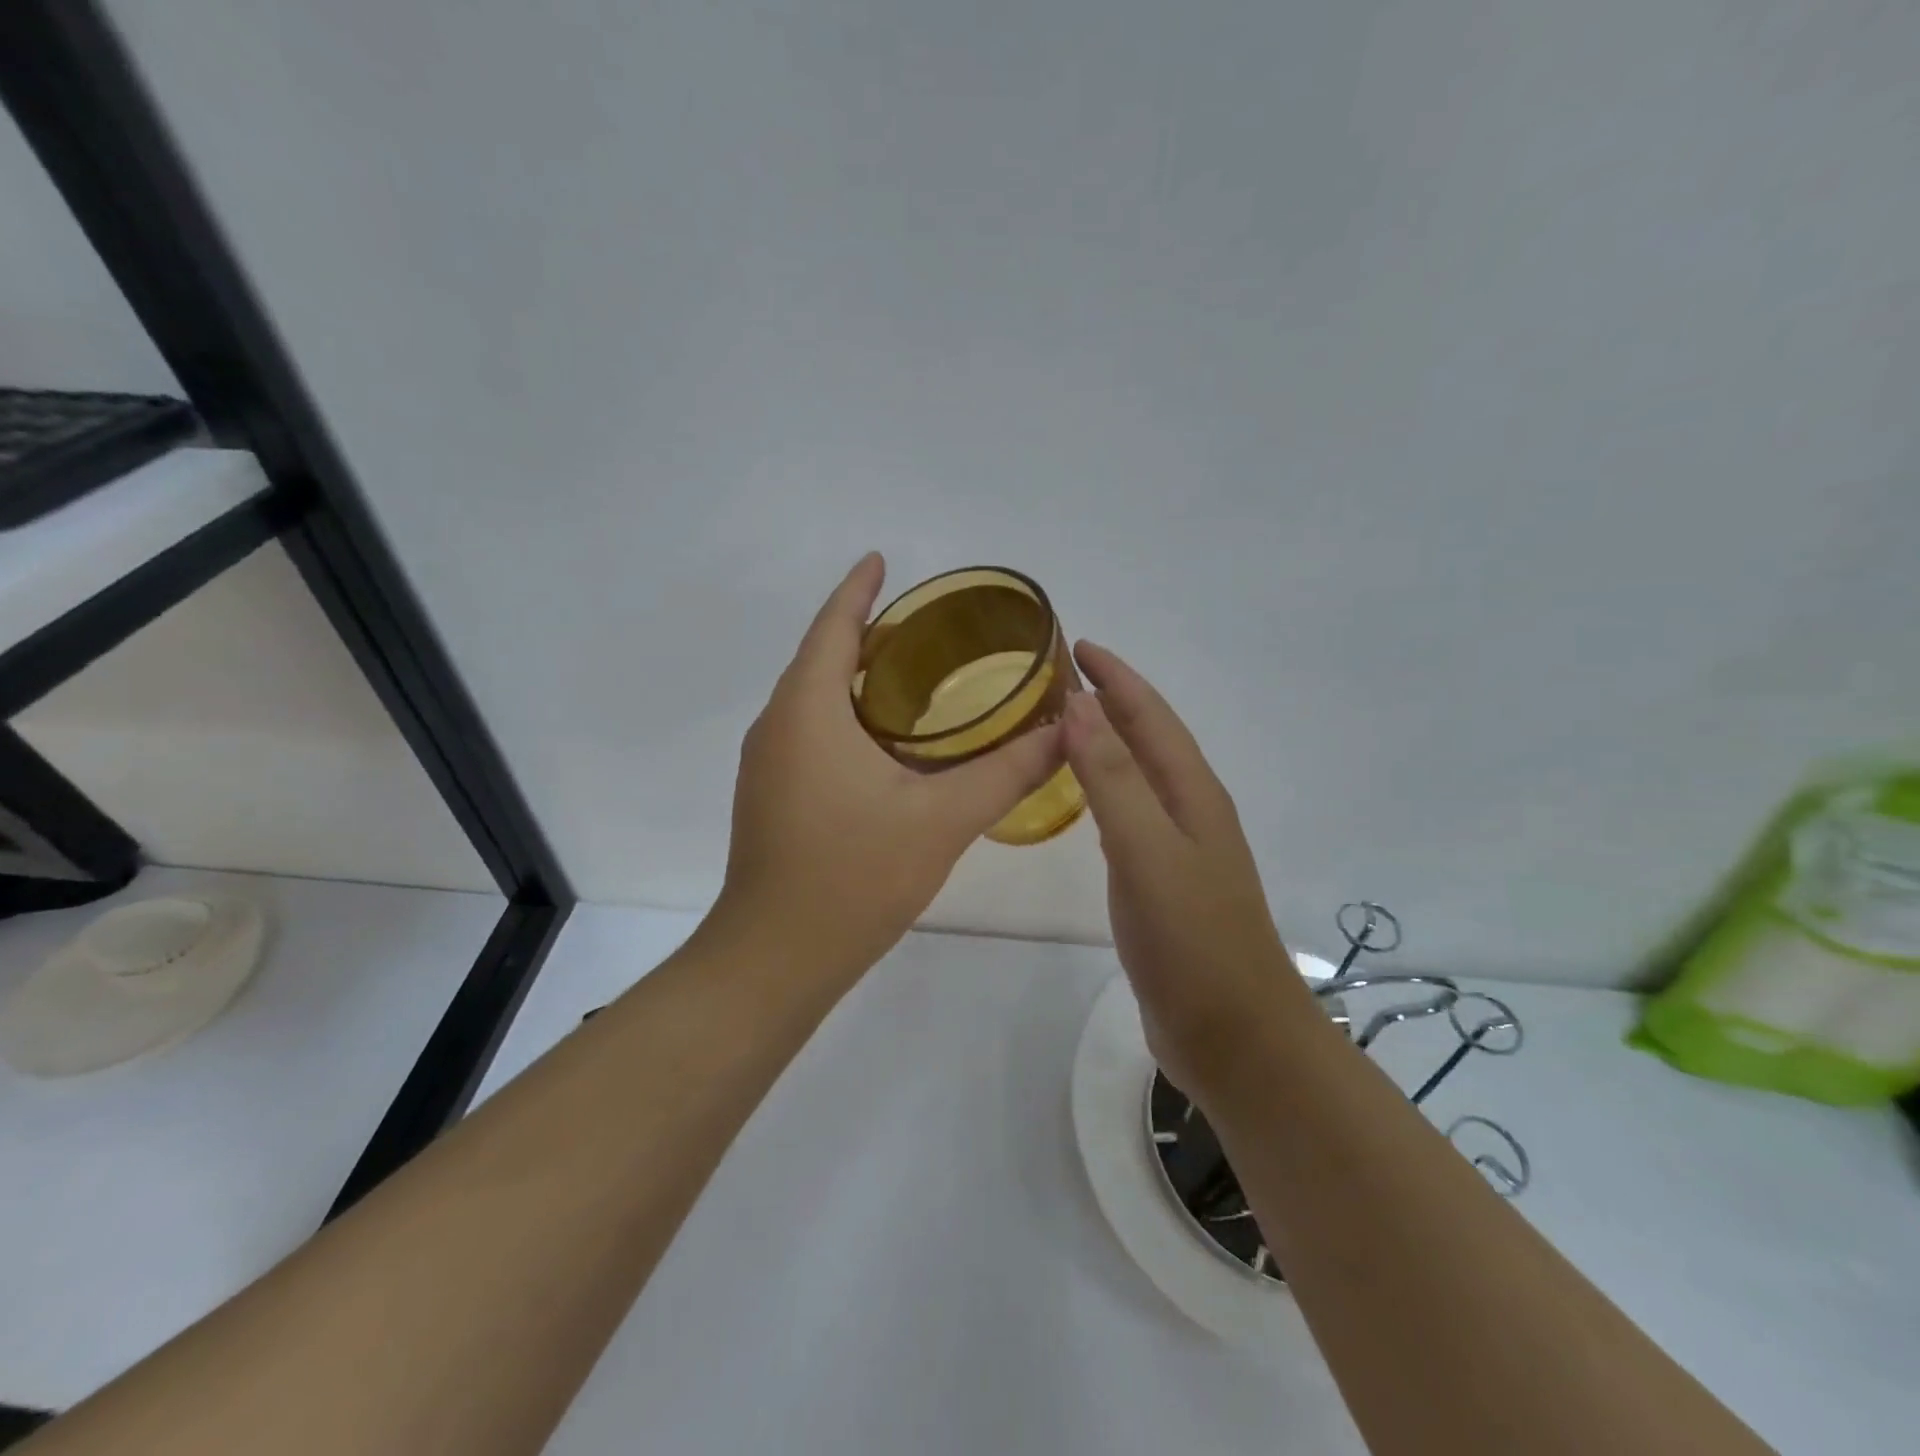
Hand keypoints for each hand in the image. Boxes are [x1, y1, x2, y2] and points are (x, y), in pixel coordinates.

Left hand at [711, 554, 1063, 980]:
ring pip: (813, 700)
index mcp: (807, 711)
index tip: (880, 559)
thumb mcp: (942, 819)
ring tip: (914, 674)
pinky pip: (809, 733)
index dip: (858, 589)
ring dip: (855, 678)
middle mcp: (777, 726)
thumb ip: (1007, 771)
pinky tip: (888, 743)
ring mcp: (767, 764)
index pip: (832, 627)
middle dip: (865, 632)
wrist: (775, 958)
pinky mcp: (771, 797)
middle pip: (820, 658)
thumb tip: (1063, 731)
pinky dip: (846, 717)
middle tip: (926, 627)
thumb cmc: (853, 876)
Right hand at [1062, 642, 1308, 1096]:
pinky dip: (1104, 791)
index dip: (1115, 677)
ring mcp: (1178, 849)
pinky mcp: (1162, 883)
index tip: (1075, 645)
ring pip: (1137, 776)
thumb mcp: (1148, 851)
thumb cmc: (1193, 941)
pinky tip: (1085, 801)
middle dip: (1109, 701)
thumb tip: (1078, 705)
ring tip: (1064, 725)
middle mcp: (1189, 811)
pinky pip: (1128, 817)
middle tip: (1058, 679)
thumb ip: (1112, 779)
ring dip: (1106, 743)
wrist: (1236, 1038)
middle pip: (1147, 739)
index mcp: (1192, 794)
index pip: (1150, 716)